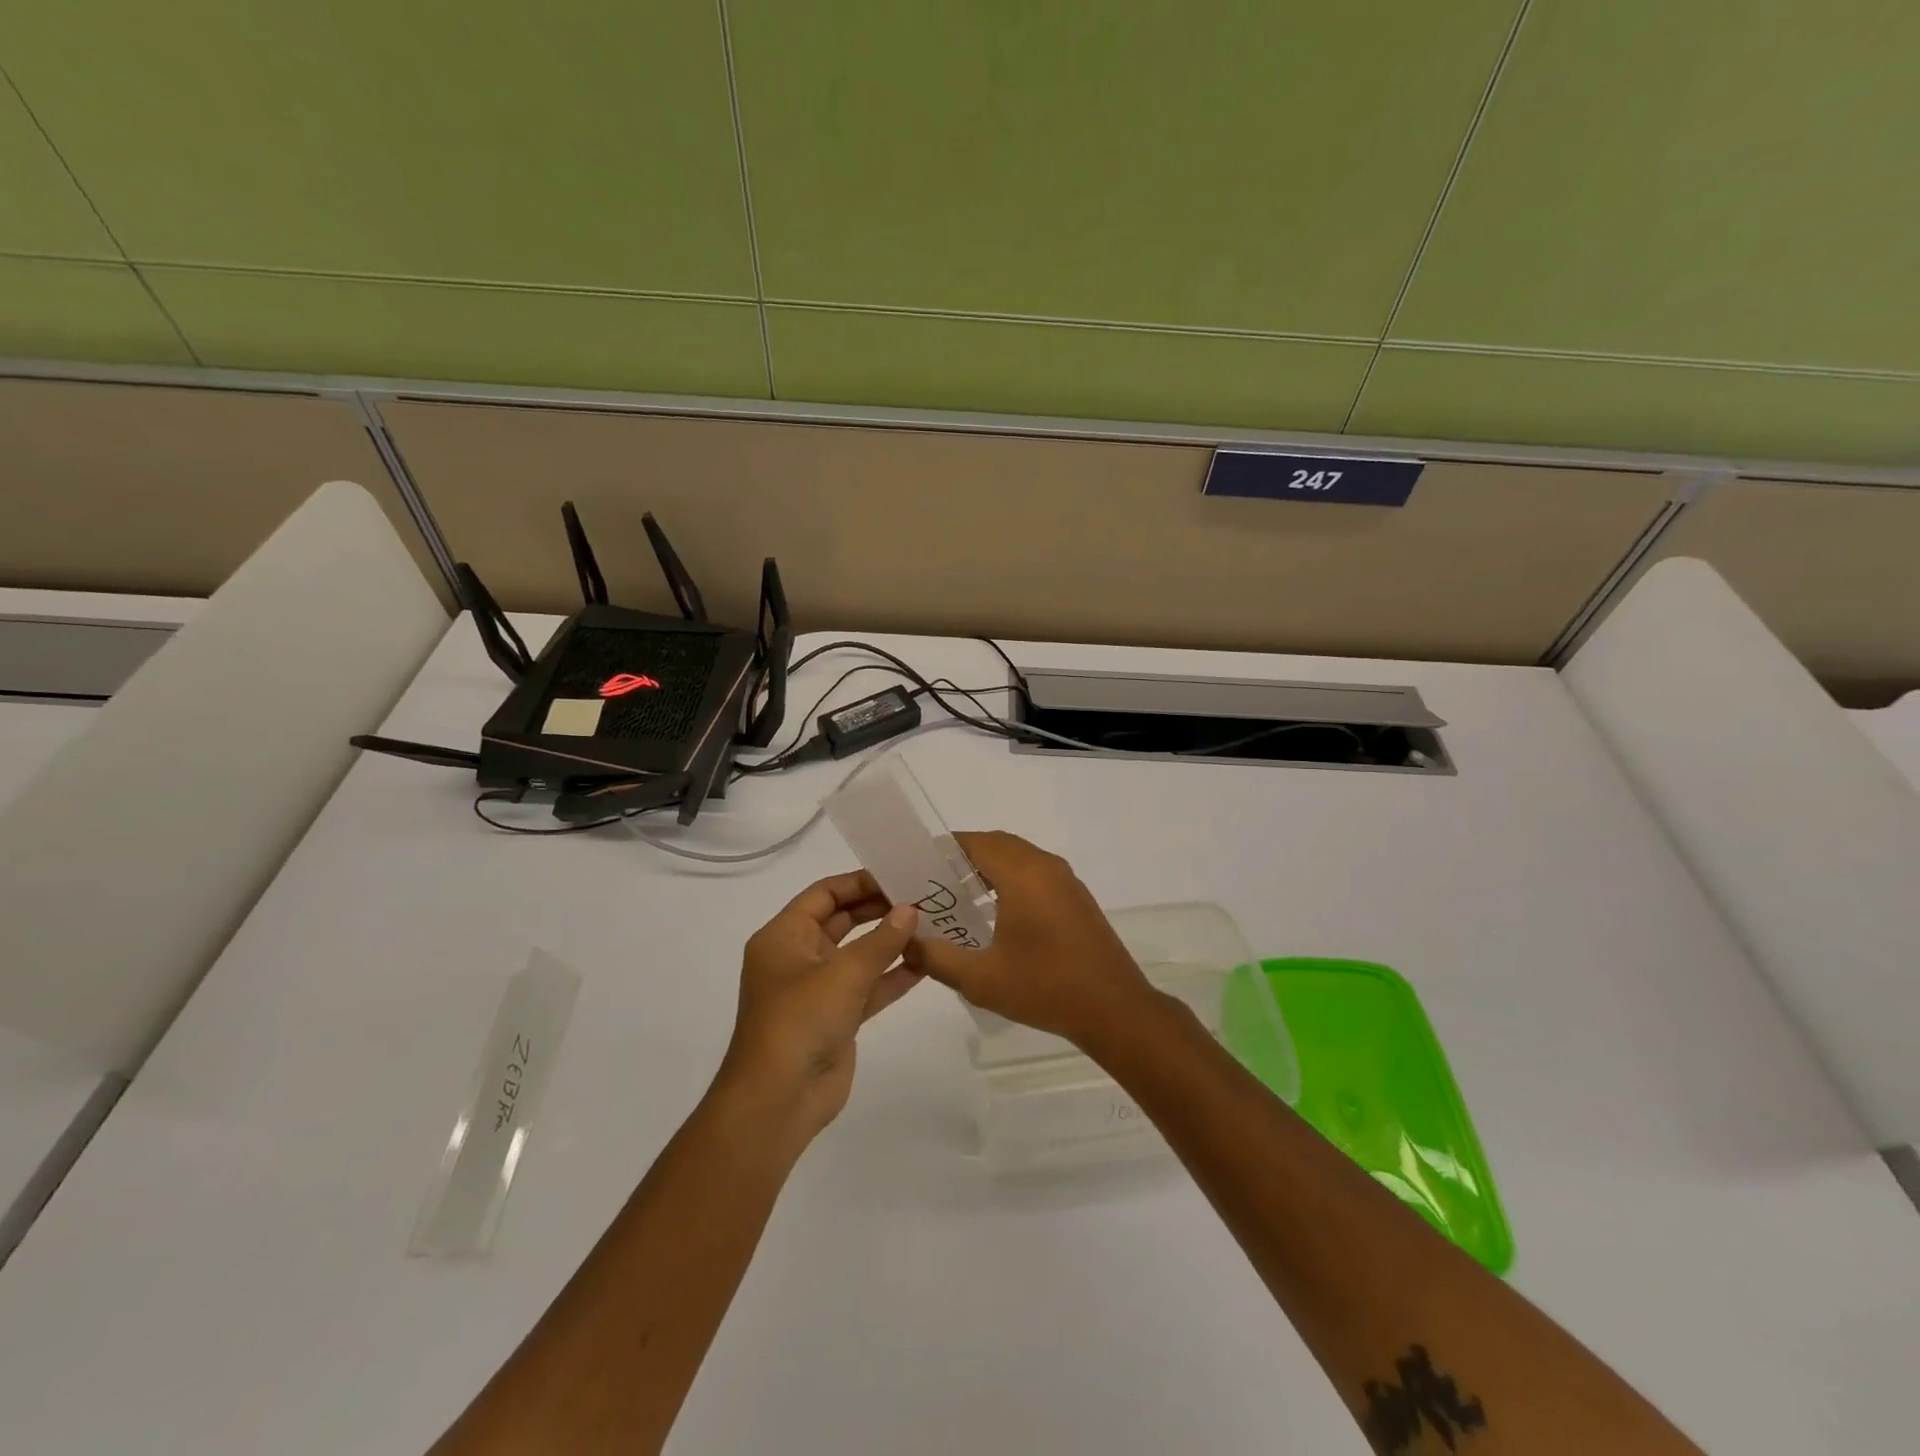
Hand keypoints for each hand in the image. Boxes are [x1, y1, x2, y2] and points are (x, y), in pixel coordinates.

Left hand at [717, 870, 923, 1149]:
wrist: (778, 1101)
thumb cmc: (801, 1021)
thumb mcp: (844, 973)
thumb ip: (881, 940)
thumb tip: (911, 910)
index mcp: (784, 936)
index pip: (824, 894)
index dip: (860, 882)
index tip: (899, 876)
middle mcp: (798, 957)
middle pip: (841, 921)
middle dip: (879, 909)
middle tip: (922, 898)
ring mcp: (817, 989)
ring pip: (858, 955)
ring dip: (890, 942)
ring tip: (930, 926)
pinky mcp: (836, 1018)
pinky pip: (867, 987)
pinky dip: (892, 976)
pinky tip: (924, 964)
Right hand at [905, 831, 1159, 1054]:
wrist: (1114, 1009)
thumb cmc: (1045, 988)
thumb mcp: (980, 978)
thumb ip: (936, 957)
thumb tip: (907, 943)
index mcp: (1022, 874)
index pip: (976, 842)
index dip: (944, 848)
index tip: (917, 865)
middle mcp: (1045, 866)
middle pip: (997, 844)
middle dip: (963, 857)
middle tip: (933, 882)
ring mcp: (1066, 880)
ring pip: (1019, 857)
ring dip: (989, 867)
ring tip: (958, 897)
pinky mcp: (1076, 897)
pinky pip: (1036, 872)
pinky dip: (1011, 879)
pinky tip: (996, 913)